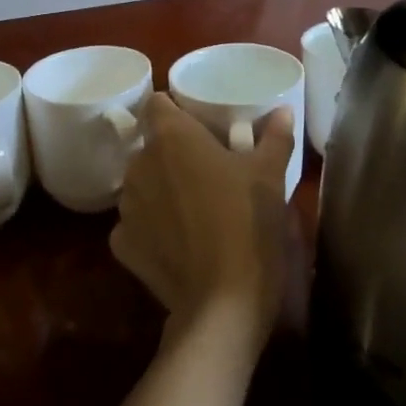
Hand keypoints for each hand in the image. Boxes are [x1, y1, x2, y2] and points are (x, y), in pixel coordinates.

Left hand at [111, 95, 299, 347]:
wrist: (223, 301)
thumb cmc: (248, 223)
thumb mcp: (270, 176)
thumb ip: (275, 137)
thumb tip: (283, 111)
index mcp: (171, 138)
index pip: (156, 104)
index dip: (175, 111)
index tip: (198, 125)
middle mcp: (139, 164)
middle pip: (150, 146)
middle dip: (173, 154)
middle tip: (206, 169)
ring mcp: (126, 206)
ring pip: (141, 183)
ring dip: (160, 188)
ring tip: (193, 208)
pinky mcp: (121, 243)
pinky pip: (134, 223)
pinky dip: (151, 227)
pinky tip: (177, 242)